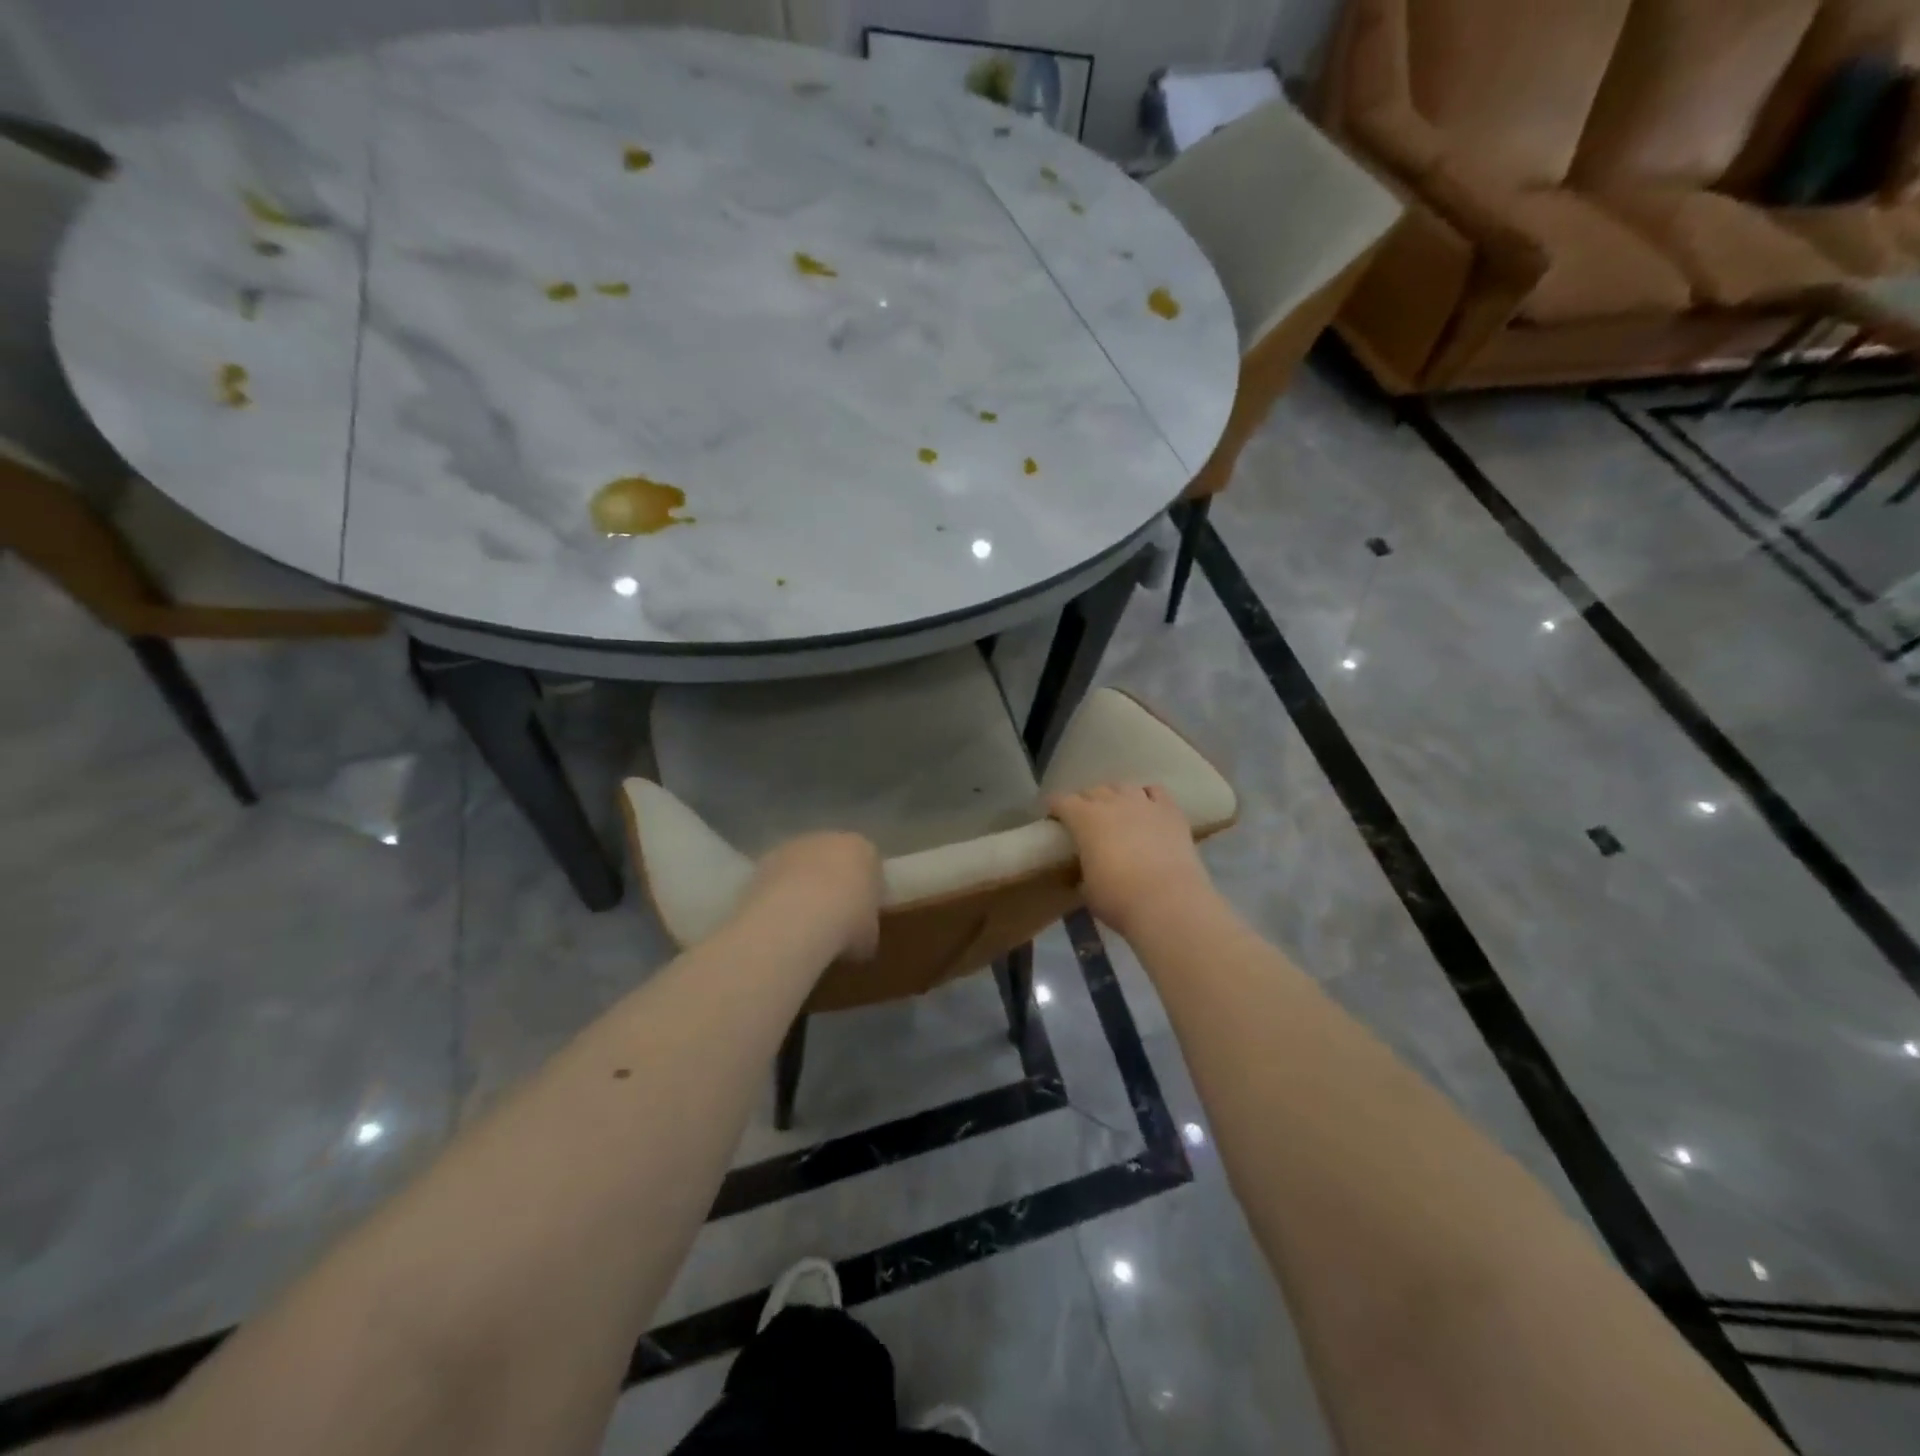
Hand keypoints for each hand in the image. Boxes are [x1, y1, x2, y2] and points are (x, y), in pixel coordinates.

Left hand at [741, 832, 883, 960]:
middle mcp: (830, 839)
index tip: (862, 917)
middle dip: (834, 884)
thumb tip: (858, 935)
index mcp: (863, 850)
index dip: (866, 893)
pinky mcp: (764, 861)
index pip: (870, 867)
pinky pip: (778, 879)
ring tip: (800, 924)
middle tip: (832, 918)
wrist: (796, 919)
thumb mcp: (869, 935)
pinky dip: (778, 895)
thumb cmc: (846, 923)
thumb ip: (866, 926)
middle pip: (834, 860)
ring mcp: (794, 847)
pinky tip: (779, 922)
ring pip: (803, 867)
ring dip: (802, 887)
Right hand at [1048, 784, 1214, 938]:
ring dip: (1115, 796)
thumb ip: (1083, 873)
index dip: (1055, 808)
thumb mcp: (1088, 890)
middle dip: (1085, 802)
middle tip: (1085, 820)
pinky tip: (1147, 808)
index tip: (1054, 818)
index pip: (1061, 801)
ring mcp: (1144, 803)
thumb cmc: (1118, 898)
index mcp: (1084, 819)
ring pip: (1123, 787)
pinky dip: (1147, 796)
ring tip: (1117, 812)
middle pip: (1093, 791)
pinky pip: (1155, 792)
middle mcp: (1112, 802)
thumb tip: (1085, 875)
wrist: (1168, 902)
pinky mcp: (1171, 812)